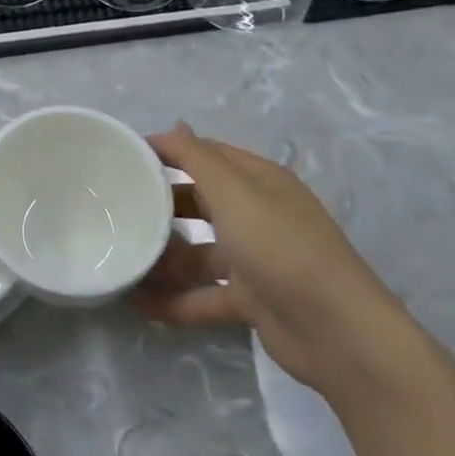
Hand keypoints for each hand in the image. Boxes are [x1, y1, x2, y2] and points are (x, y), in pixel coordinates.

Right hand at [136, 123, 418, 396]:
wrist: (335, 330)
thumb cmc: (279, 245)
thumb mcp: (234, 191)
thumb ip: (196, 157)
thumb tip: (173, 125)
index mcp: (259, 181)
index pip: (207, 155)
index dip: (169, 151)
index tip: (125, 157)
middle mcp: (258, 214)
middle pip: (201, 202)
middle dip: (162, 205)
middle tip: (119, 208)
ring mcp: (255, 259)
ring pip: (199, 252)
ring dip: (165, 257)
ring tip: (123, 260)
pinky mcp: (252, 300)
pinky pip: (204, 295)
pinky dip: (176, 300)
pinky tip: (140, 304)